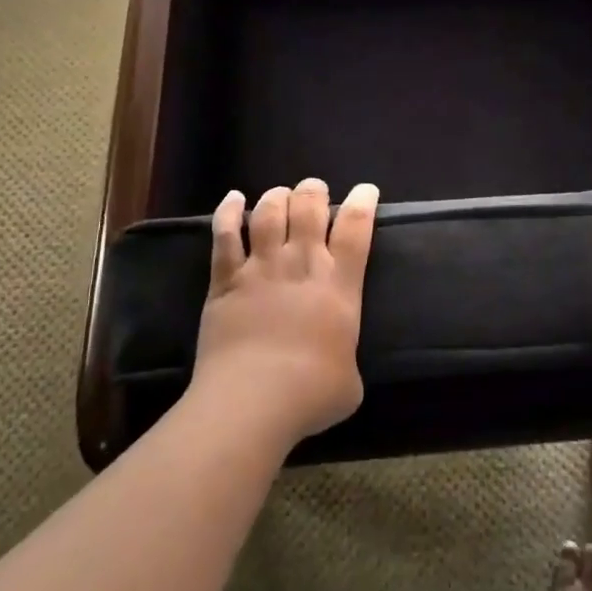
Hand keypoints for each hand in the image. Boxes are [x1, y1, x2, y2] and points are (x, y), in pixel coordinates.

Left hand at [191, 177, 378, 444]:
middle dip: (314, 192)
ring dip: (277, 196)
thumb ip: (344, 356)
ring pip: (269, 212)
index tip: (366, 190)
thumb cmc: (311, 394)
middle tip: (315, 190)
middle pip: (310, 208)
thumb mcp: (350, 380)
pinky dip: (228, 211)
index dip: (363, 202)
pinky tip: (233, 199)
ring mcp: (261, 267)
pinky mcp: (225, 279)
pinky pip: (225, 234)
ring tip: (281, 194)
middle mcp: (302, 264)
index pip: (356, 228)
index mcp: (340, 284)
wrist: (252, 400)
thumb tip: (337, 362)